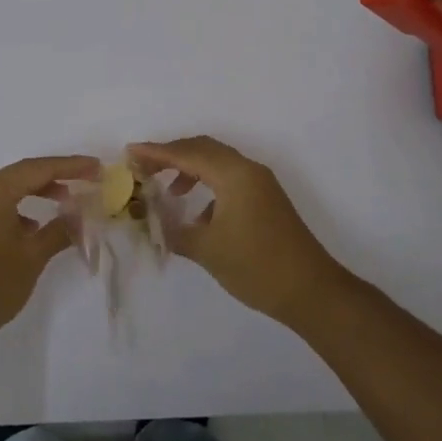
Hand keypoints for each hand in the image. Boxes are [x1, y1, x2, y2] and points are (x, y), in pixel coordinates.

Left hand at [0, 154, 98, 346]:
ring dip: (38, 191)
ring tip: (66, 202)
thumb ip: (60, 230)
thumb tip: (80, 214)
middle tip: (87, 179)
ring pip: (10, 188)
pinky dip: (20, 207)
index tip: (97, 167)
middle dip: (57, 176)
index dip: (72, 166)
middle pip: (24, 173)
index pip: (40, 168)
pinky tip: (34, 227)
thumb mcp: (32, 257)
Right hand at [129, 136, 343, 322]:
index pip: (187, 153)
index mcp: (234, 174)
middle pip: (203, 149)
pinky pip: (230, 179)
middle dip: (172, 155)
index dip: (156, 152)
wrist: (311, 291)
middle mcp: (248, 170)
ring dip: (190, 169)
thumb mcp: (207, 250)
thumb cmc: (256, 266)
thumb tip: (154, 223)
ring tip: (167, 191)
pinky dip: (208, 185)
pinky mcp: (267, 199)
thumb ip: (175, 231)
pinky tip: (198, 215)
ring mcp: (261, 183)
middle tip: (143, 168)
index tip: (130, 153)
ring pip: (218, 162)